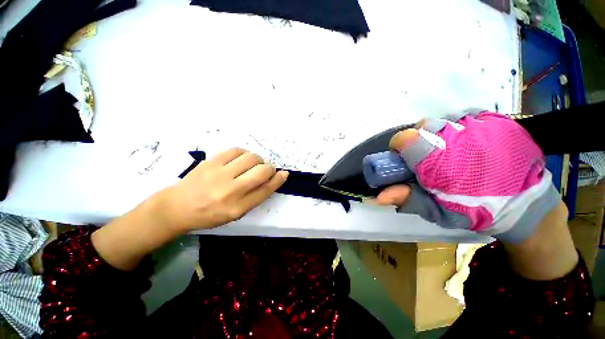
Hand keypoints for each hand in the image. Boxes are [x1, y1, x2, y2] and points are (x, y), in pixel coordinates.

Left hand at [158, 148, 288, 231]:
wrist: (178, 207)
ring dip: (258, 160)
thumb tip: (272, 179)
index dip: (279, 179)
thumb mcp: (236, 213)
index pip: (266, 189)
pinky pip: (236, 150)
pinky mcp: (211, 162)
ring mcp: (219, 174)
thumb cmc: (210, 214)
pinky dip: (244, 153)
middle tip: (266, 170)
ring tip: (252, 165)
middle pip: (262, 171)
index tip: (284, 173)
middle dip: (270, 168)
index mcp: (238, 207)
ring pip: (251, 158)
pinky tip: (241, 159)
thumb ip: (255, 197)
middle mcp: (231, 191)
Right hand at [375, 110, 558, 243]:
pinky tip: (469, 143)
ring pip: (443, 120)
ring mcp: (480, 124)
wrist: (527, 204)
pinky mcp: (498, 119)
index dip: (398, 146)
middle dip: (419, 140)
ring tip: (450, 151)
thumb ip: (407, 199)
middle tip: (429, 157)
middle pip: (423, 126)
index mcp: (438, 159)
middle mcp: (457, 136)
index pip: (404, 138)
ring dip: (440, 134)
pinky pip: (466, 116)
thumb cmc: (477, 211)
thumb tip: (378, 196)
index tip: (403, 158)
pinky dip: (460, 128)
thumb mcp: (438, 211)